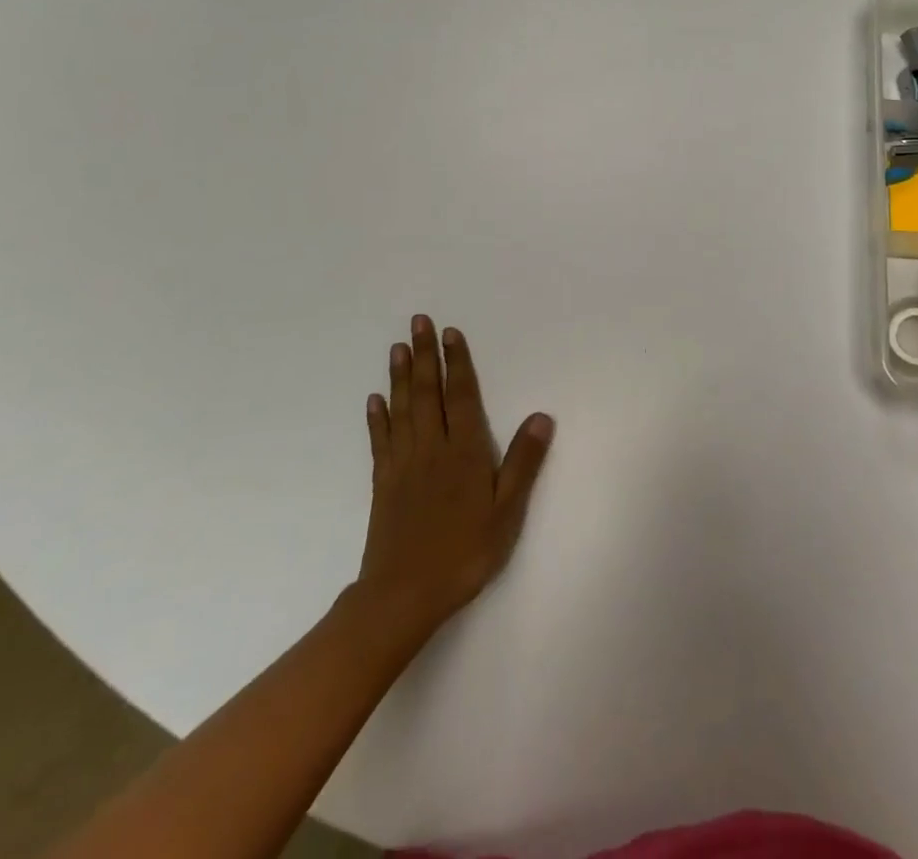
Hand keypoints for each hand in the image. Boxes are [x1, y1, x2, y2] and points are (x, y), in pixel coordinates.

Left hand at [355, 315, 554, 641]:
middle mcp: (432, 448)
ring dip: (400, 376)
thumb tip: (542, 416)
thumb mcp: (507, 511)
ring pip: (402, 409)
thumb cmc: (465, 552)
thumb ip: (523, 462)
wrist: (404, 595)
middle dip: (424, 355)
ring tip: (398, 347)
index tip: (450, 333)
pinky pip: (381, 441)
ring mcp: (404, 464)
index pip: (462, 396)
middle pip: (428, 392)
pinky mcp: (383, 483)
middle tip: (418, 321)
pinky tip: (375, 400)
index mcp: (464, 451)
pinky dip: (378, 417)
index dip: (458, 362)